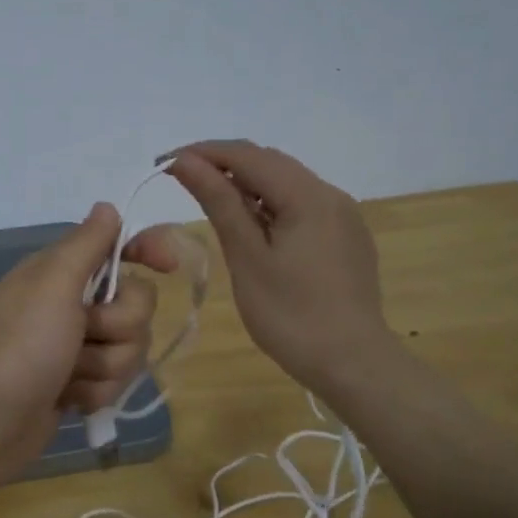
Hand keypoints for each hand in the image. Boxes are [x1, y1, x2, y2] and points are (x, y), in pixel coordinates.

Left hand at [0, 204, 178, 482]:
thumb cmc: (22, 346)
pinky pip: (115, 381)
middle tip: (83, 336)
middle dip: (117, 327)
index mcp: (62, 271)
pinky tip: (68, 399)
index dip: (147, 250)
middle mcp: (71, 303)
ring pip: (130, 347)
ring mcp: (76, 346)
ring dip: (104, 366)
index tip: (168, 265)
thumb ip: (86, 244)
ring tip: (69, 375)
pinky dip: (95, 392)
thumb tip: (107, 206)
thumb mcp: (53, 283)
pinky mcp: (79, 382)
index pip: (118, 246)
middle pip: (136, 304)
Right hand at [168, 140, 394, 395]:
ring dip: (247, 184)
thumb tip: (186, 161)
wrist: (353, 364)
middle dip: (223, 164)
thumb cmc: (291, 315)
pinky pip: (302, 205)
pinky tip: (252, 226)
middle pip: (270, 163)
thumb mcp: (247, 257)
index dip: (203, 152)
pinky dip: (270, 205)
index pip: (247, 155)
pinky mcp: (346, 237)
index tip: (163, 163)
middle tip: (180, 180)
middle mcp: (330, 194)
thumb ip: (219, 202)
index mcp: (307, 195)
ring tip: (210, 201)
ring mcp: (343, 216)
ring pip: (287, 184)